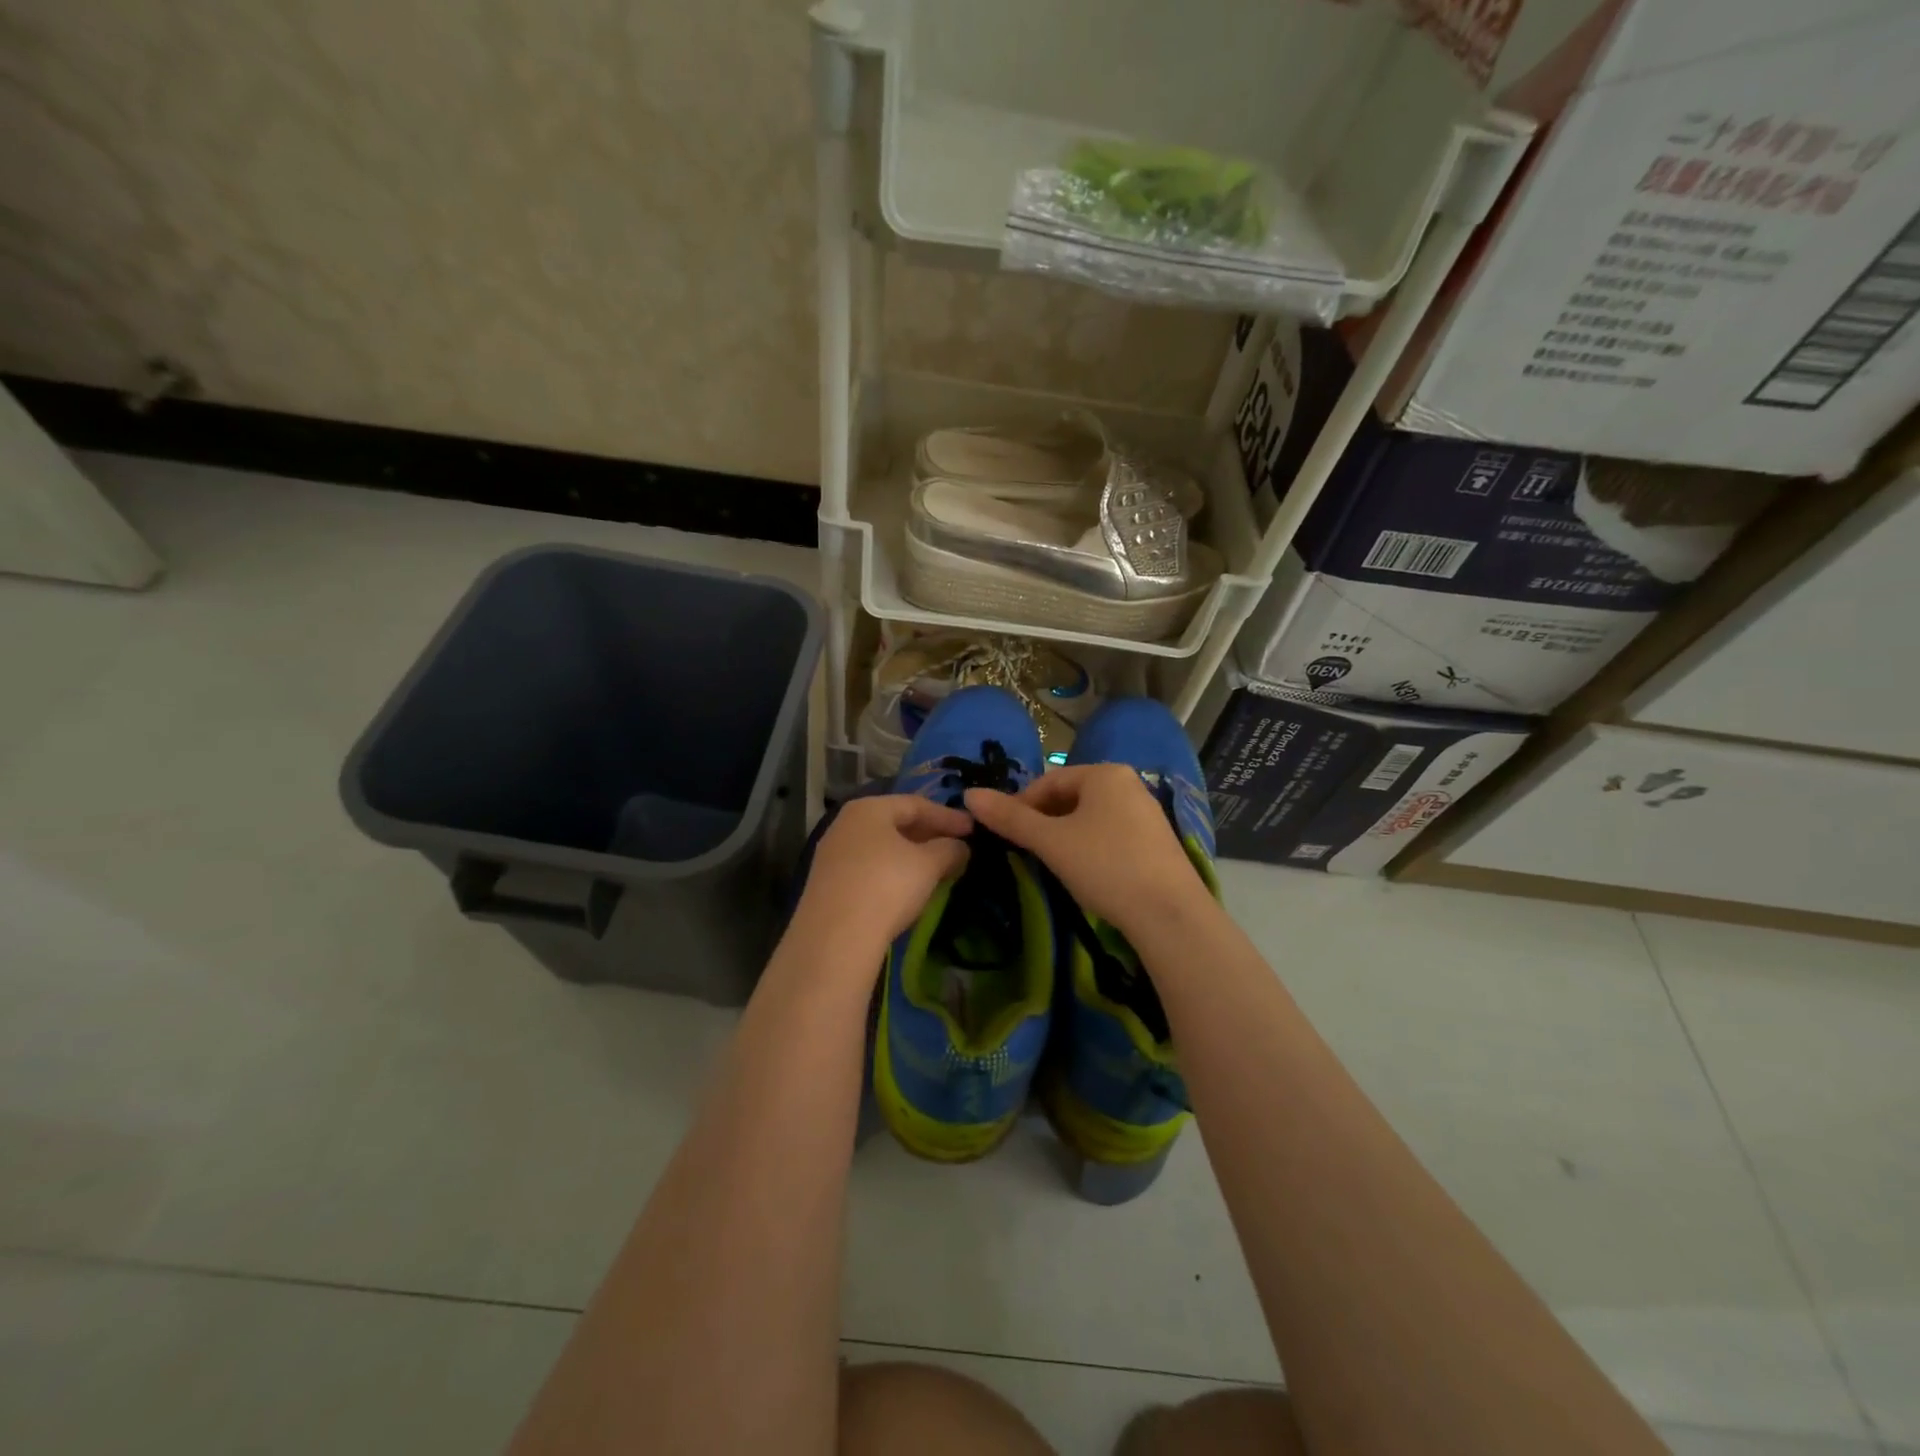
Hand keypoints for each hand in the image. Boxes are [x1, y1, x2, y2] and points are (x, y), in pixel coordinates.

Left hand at [789, 793, 971, 953]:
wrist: (835, 938)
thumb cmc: (887, 886)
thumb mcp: (929, 864)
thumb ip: (949, 849)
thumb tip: (960, 847)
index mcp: (868, 808)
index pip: (916, 804)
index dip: (948, 816)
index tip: (973, 829)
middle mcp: (845, 824)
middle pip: (895, 823)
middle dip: (928, 835)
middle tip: (956, 847)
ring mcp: (831, 854)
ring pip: (880, 847)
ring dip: (910, 855)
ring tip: (936, 869)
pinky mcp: (826, 884)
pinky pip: (867, 868)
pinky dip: (891, 872)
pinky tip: (907, 888)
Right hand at [965, 764, 1212, 936]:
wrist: (1169, 914)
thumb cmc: (1105, 866)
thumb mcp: (1051, 842)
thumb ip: (1010, 818)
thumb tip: (969, 795)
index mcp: (1104, 773)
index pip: (1048, 781)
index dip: (1020, 805)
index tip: (1005, 835)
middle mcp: (1129, 784)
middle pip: (1070, 797)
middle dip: (1044, 821)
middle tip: (1026, 851)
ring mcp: (1147, 812)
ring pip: (1090, 817)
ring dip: (1065, 836)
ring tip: (1052, 864)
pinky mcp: (1157, 841)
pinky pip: (1111, 834)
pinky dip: (1090, 847)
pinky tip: (1086, 873)